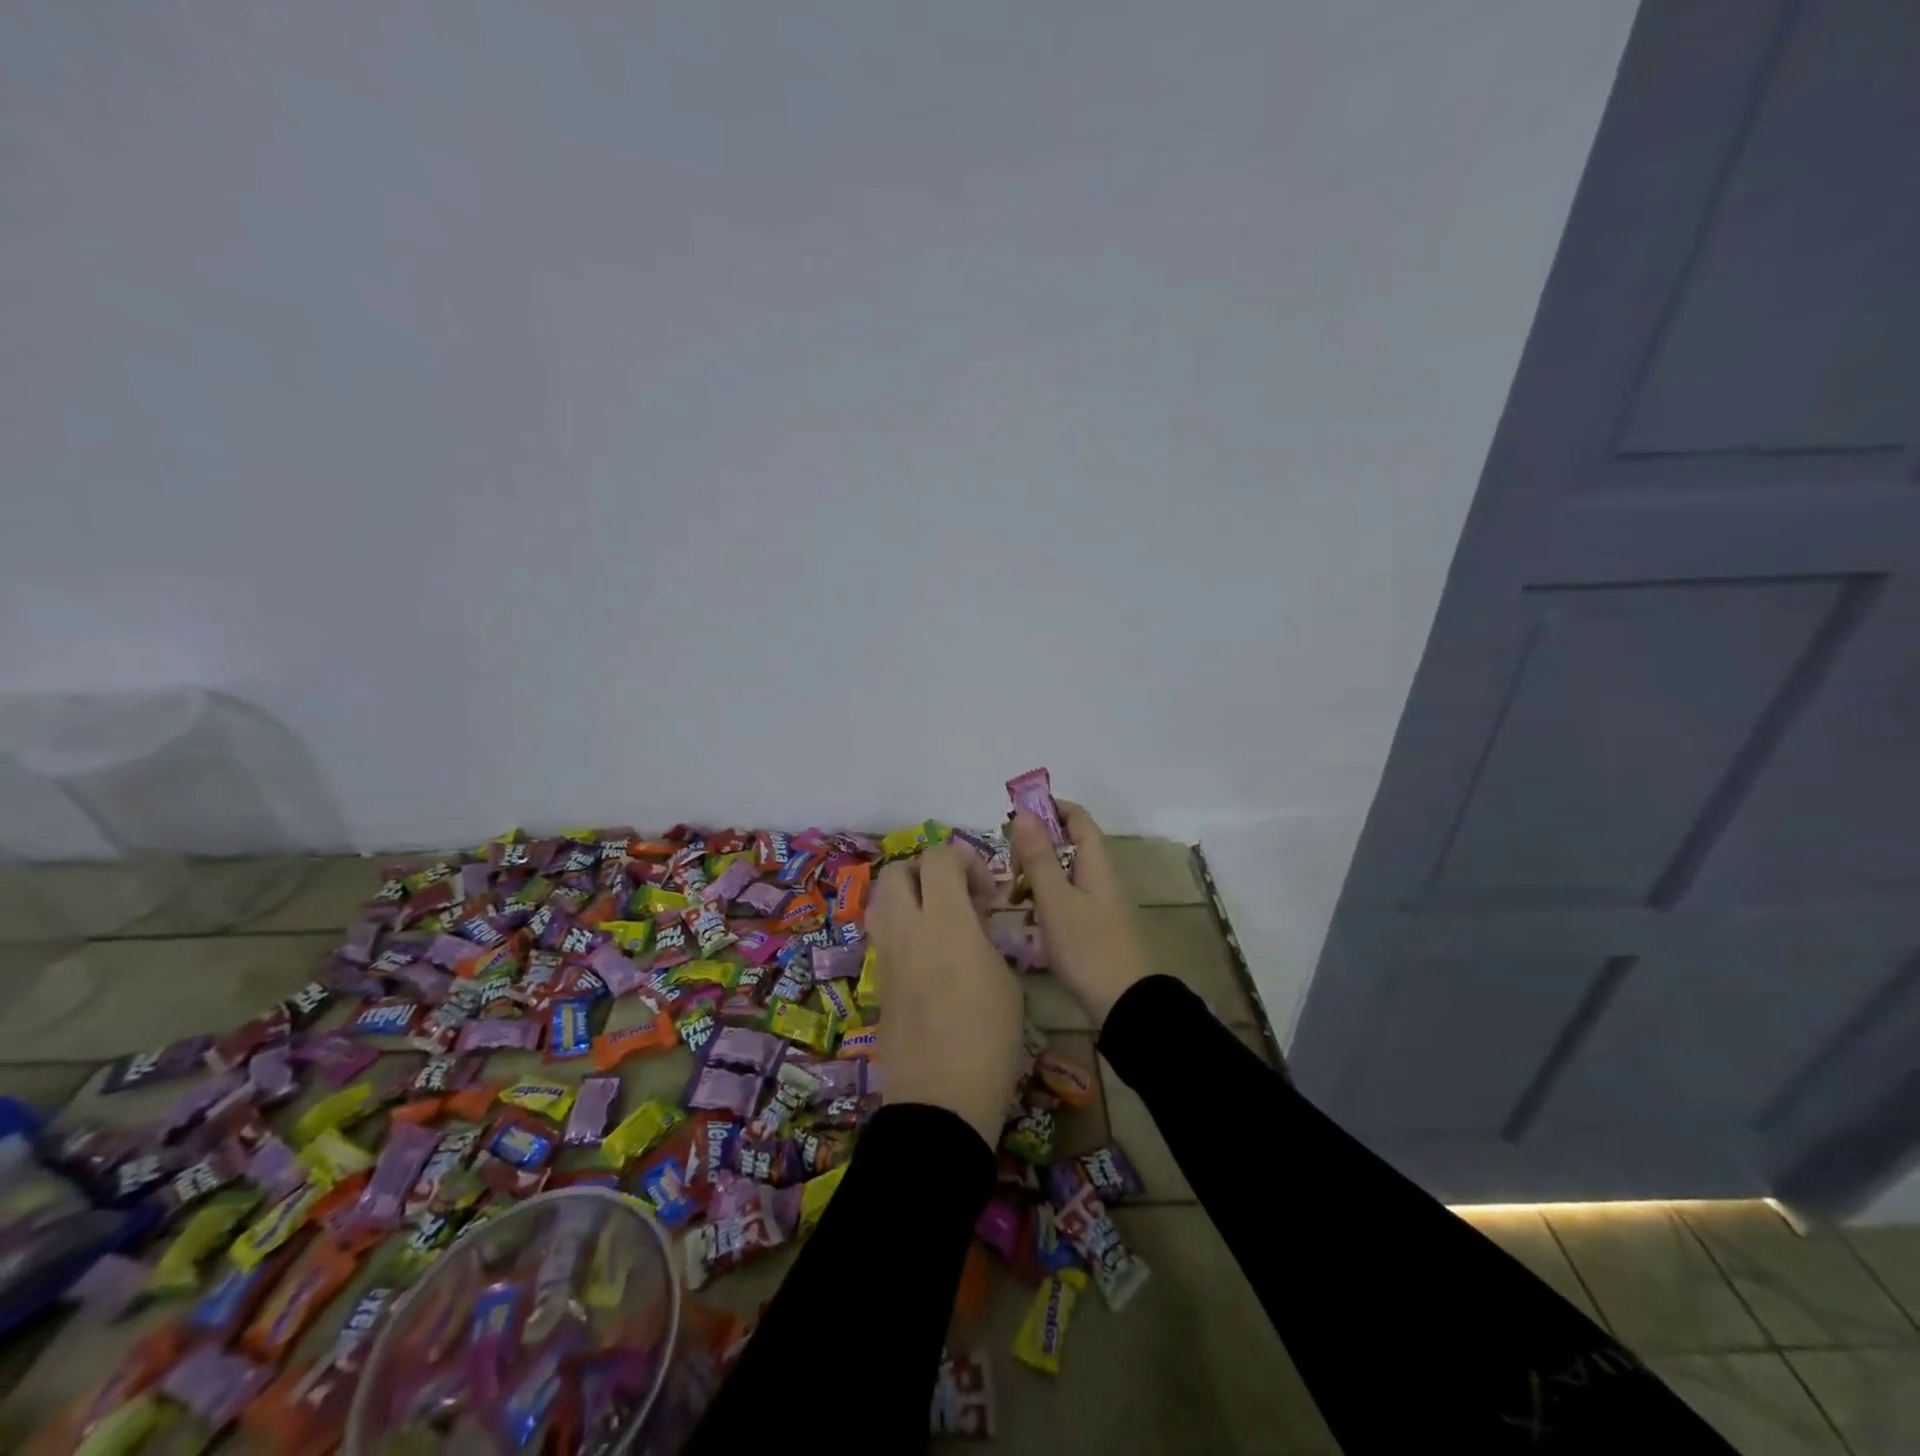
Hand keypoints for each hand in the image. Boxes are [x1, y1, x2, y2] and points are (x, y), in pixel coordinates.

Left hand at [870, 843, 1025, 1147]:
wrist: (940, 1101)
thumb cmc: (989, 1040)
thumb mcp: (1006, 981)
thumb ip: (985, 938)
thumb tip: (972, 924)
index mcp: (945, 921)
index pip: (939, 857)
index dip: (964, 859)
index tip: (984, 892)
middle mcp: (907, 929)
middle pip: (898, 870)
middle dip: (927, 871)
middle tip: (955, 897)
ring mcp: (886, 955)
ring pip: (881, 900)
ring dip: (907, 896)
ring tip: (937, 922)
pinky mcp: (877, 982)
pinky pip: (882, 935)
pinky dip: (901, 928)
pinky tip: (927, 957)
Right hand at [1007, 802, 1151, 1026]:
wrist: (1122, 1002)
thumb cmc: (1087, 946)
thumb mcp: (1055, 899)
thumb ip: (1038, 856)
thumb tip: (1024, 813)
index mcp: (1096, 862)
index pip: (1077, 817)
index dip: (1049, 808)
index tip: (1016, 816)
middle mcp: (1101, 875)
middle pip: (1068, 843)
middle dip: (1036, 845)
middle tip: (1008, 864)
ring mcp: (1099, 901)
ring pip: (1064, 872)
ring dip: (1037, 874)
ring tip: (1011, 892)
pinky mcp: (1094, 924)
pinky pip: (1066, 896)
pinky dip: (1045, 897)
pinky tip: (1027, 916)